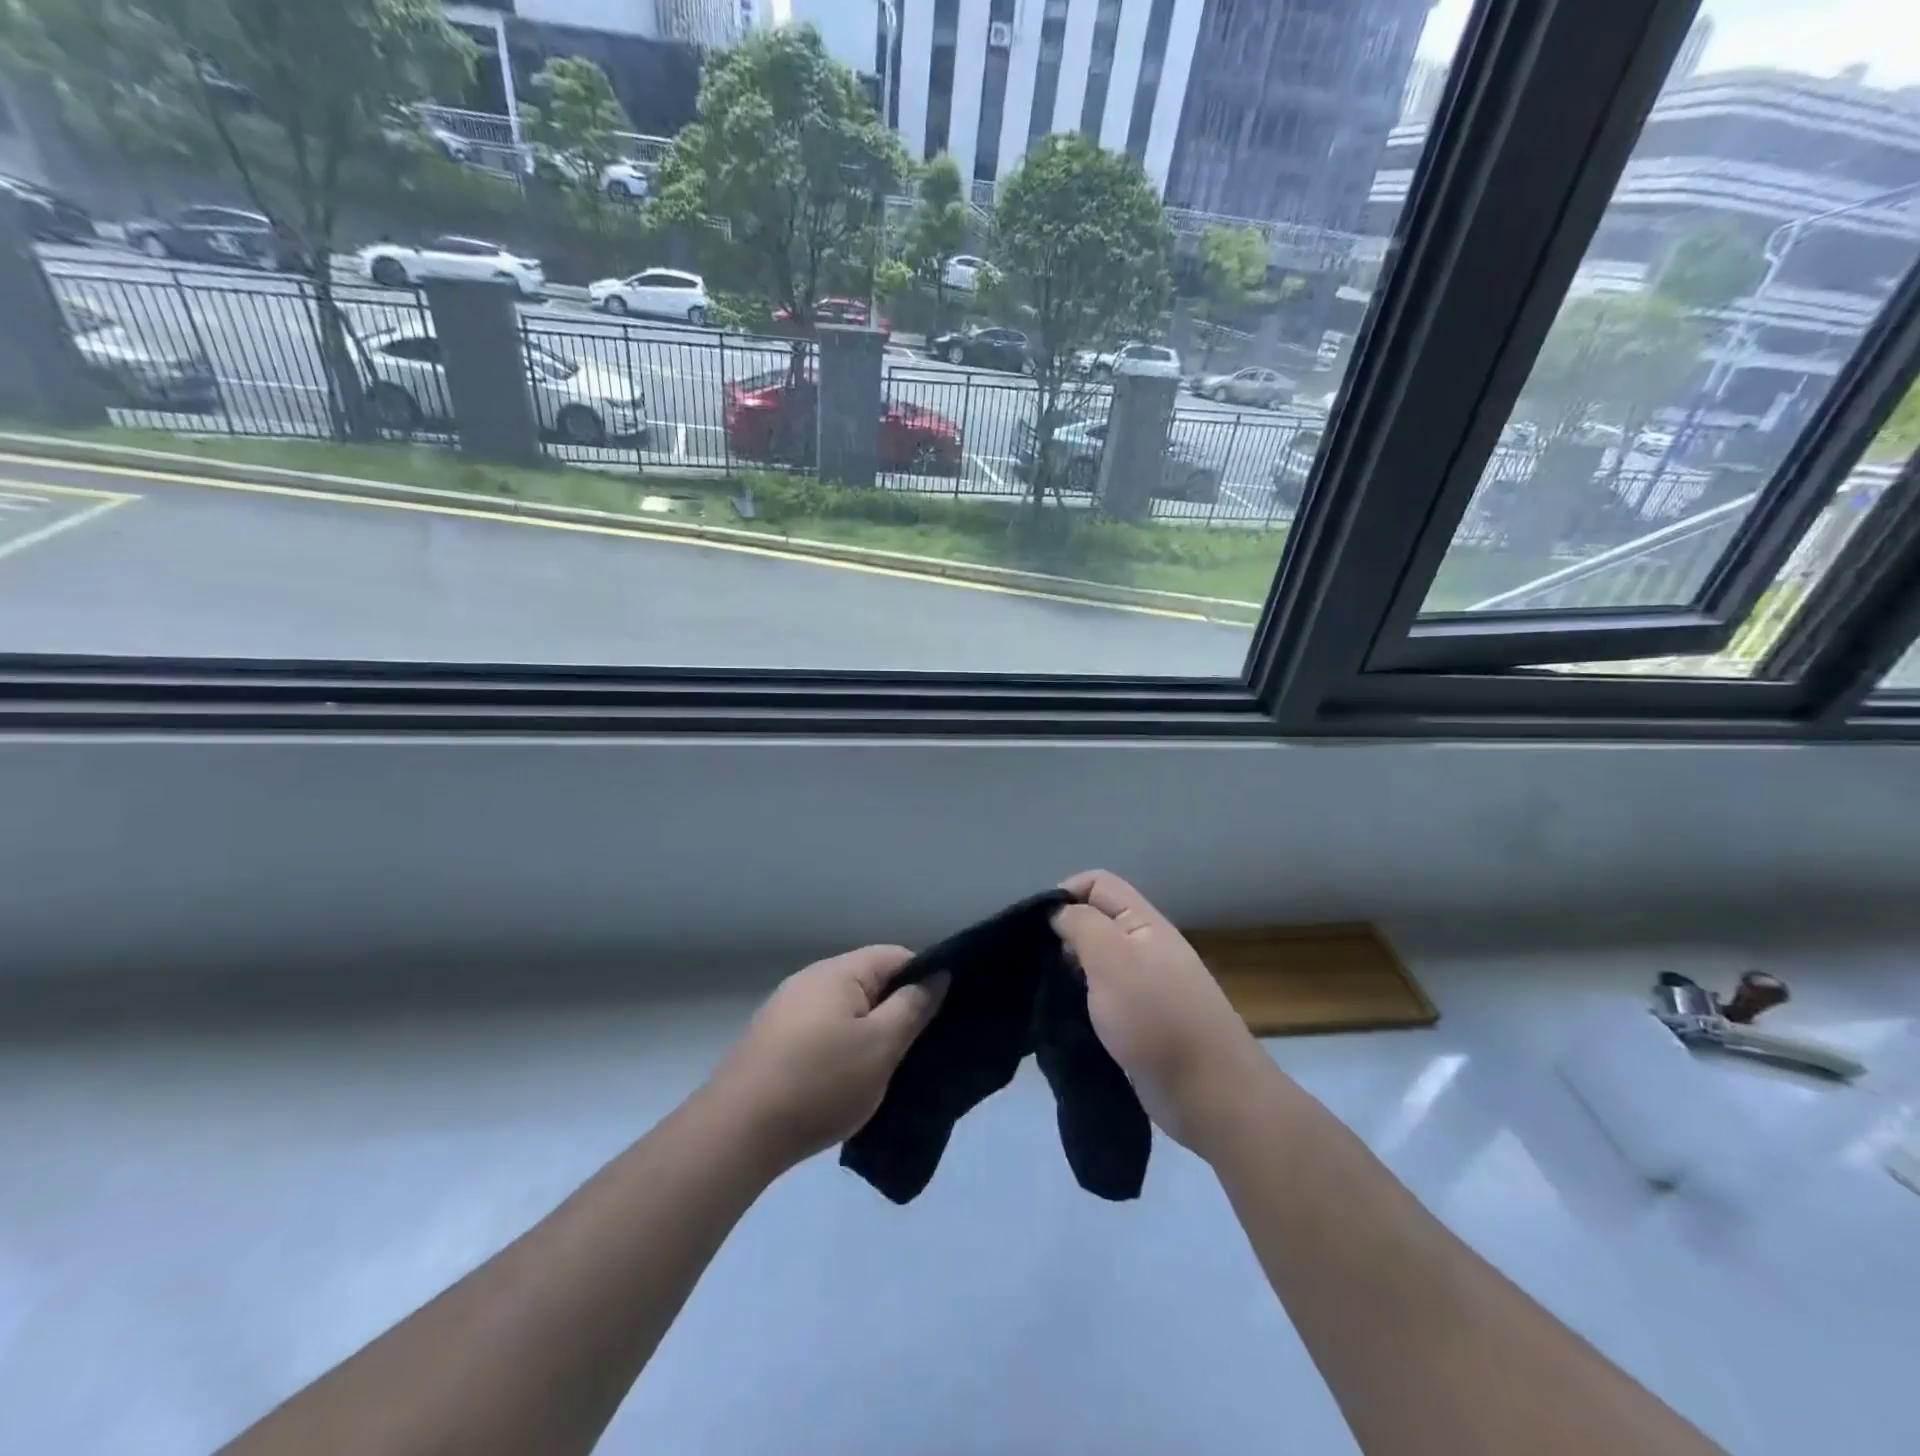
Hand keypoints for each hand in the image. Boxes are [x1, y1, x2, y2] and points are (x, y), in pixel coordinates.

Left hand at [706, 946, 946, 1172]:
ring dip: (867, 1031)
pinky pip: (821, 1030)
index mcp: (839, 972)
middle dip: (896, 1008)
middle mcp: (810, 979)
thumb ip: (912, 1007)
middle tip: (918, 1047)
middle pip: (868, 981)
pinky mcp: (772, 1040)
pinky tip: (844, 1080)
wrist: (738, 1131)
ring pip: (844, 1009)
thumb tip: (937, 975)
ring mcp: (786, 1009)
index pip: (895, 956)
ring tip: (884, 1068)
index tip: (941, 1015)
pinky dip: (840, 1047)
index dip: (924, 979)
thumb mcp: (881, 1046)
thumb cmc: (821, 1082)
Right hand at [1052, 870, 1268, 1155]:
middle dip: (1062, 936)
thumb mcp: (1112, 957)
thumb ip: (1081, 924)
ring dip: (1068, 972)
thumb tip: (1058, 912)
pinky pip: (1101, 998)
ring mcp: (1143, 987)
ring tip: (1048, 993)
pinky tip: (1065, 1018)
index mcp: (1143, 923)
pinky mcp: (1138, 1023)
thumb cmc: (1156, 1017)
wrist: (1209, 1093)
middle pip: (1095, 921)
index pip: (1097, 884)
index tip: (1038, 930)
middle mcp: (1144, 947)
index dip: (1064, 894)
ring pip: (1095, 962)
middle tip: (1041, 966)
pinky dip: (1080, 1002)